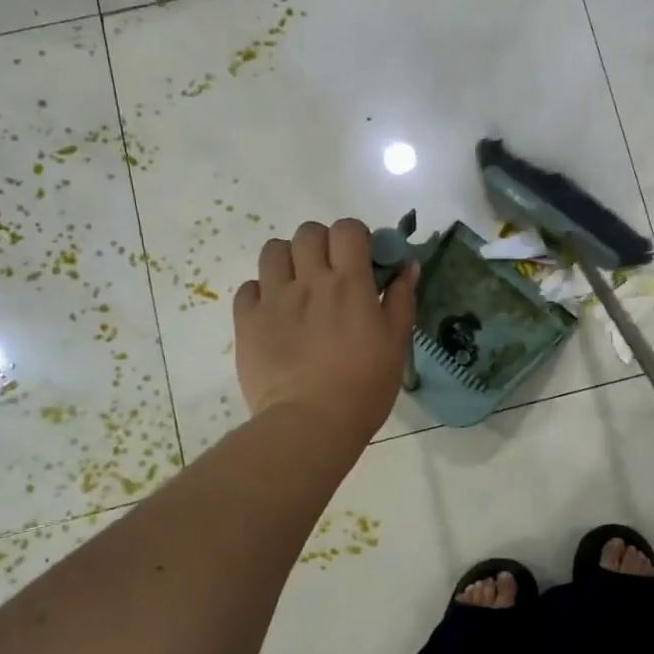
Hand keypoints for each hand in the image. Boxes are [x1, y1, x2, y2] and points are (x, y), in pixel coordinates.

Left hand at [233, 219, 417, 442]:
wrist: (310, 424)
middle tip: (329, 272)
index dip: (356, 237)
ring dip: (288, 260)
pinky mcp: (247, 321)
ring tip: (297, 286)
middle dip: (321, 244)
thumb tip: (407, 265)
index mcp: (349, 283)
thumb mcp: (396, 343)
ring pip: (273, 251)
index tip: (362, 259)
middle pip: (308, 232)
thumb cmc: (364, 386)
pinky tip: (274, 313)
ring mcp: (273, 299)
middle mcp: (309, 281)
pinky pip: (248, 288)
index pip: (347, 229)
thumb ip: (401, 299)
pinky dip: (262, 293)